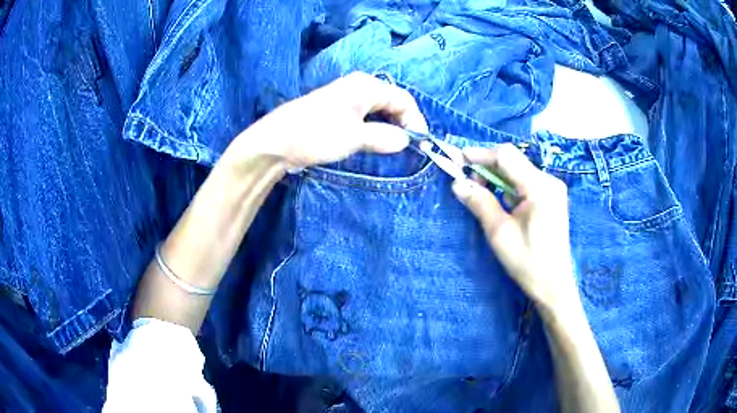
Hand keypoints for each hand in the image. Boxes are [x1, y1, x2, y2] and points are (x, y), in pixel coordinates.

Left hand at [225, 72, 428, 169]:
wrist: (275, 142)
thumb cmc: (316, 134)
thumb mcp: (354, 137)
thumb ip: (383, 137)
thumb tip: (405, 141)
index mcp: (365, 86)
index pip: (403, 99)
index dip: (416, 120)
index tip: (421, 143)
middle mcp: (358, 87)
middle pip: (392, 102)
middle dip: (404, 123)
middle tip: (410, 147)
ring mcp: (346, 99)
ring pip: (378, 111)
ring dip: (390, 127)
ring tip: (396, 147)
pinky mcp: (336, 113)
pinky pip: (365, 117)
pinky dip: (375, 129)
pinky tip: (376, 143)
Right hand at [452, 144, 578, 310]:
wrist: (553, 285)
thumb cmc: (528, 262)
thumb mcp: (499, 232)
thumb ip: (479, 202)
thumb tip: (457, 183)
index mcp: (539, 187)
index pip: (506, 157)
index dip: (480, 155)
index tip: (458, 159)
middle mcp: (549, 181)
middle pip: (513, 161)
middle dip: (488, 168)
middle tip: (469, 185)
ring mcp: (552, 189)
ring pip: (518, 172)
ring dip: (497, 179)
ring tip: (483, 197)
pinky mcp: (551, 198)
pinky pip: (525, 183)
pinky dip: (509, 188)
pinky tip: (502, 205)